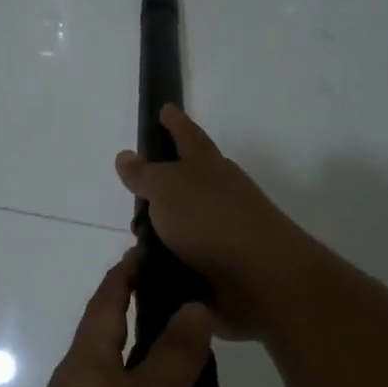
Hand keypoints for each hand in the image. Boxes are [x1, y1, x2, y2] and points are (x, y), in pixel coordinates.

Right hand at [115, 105, 315, 340]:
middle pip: (188, 180)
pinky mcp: (224, 267)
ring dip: (163, 231)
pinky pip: (187, 259)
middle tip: (135, 190)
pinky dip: (169, 263)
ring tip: (134, 241)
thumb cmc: (210, 219)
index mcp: (207, 165)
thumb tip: (126, 155)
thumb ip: (144, 174)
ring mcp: (224, 230)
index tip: (164, 109)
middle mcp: (219, 193)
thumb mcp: (166, 187)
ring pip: (186, 223)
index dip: (175, 122)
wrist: (261, 277)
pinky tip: (149, 271)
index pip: (187, 135)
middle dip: (163, 184)